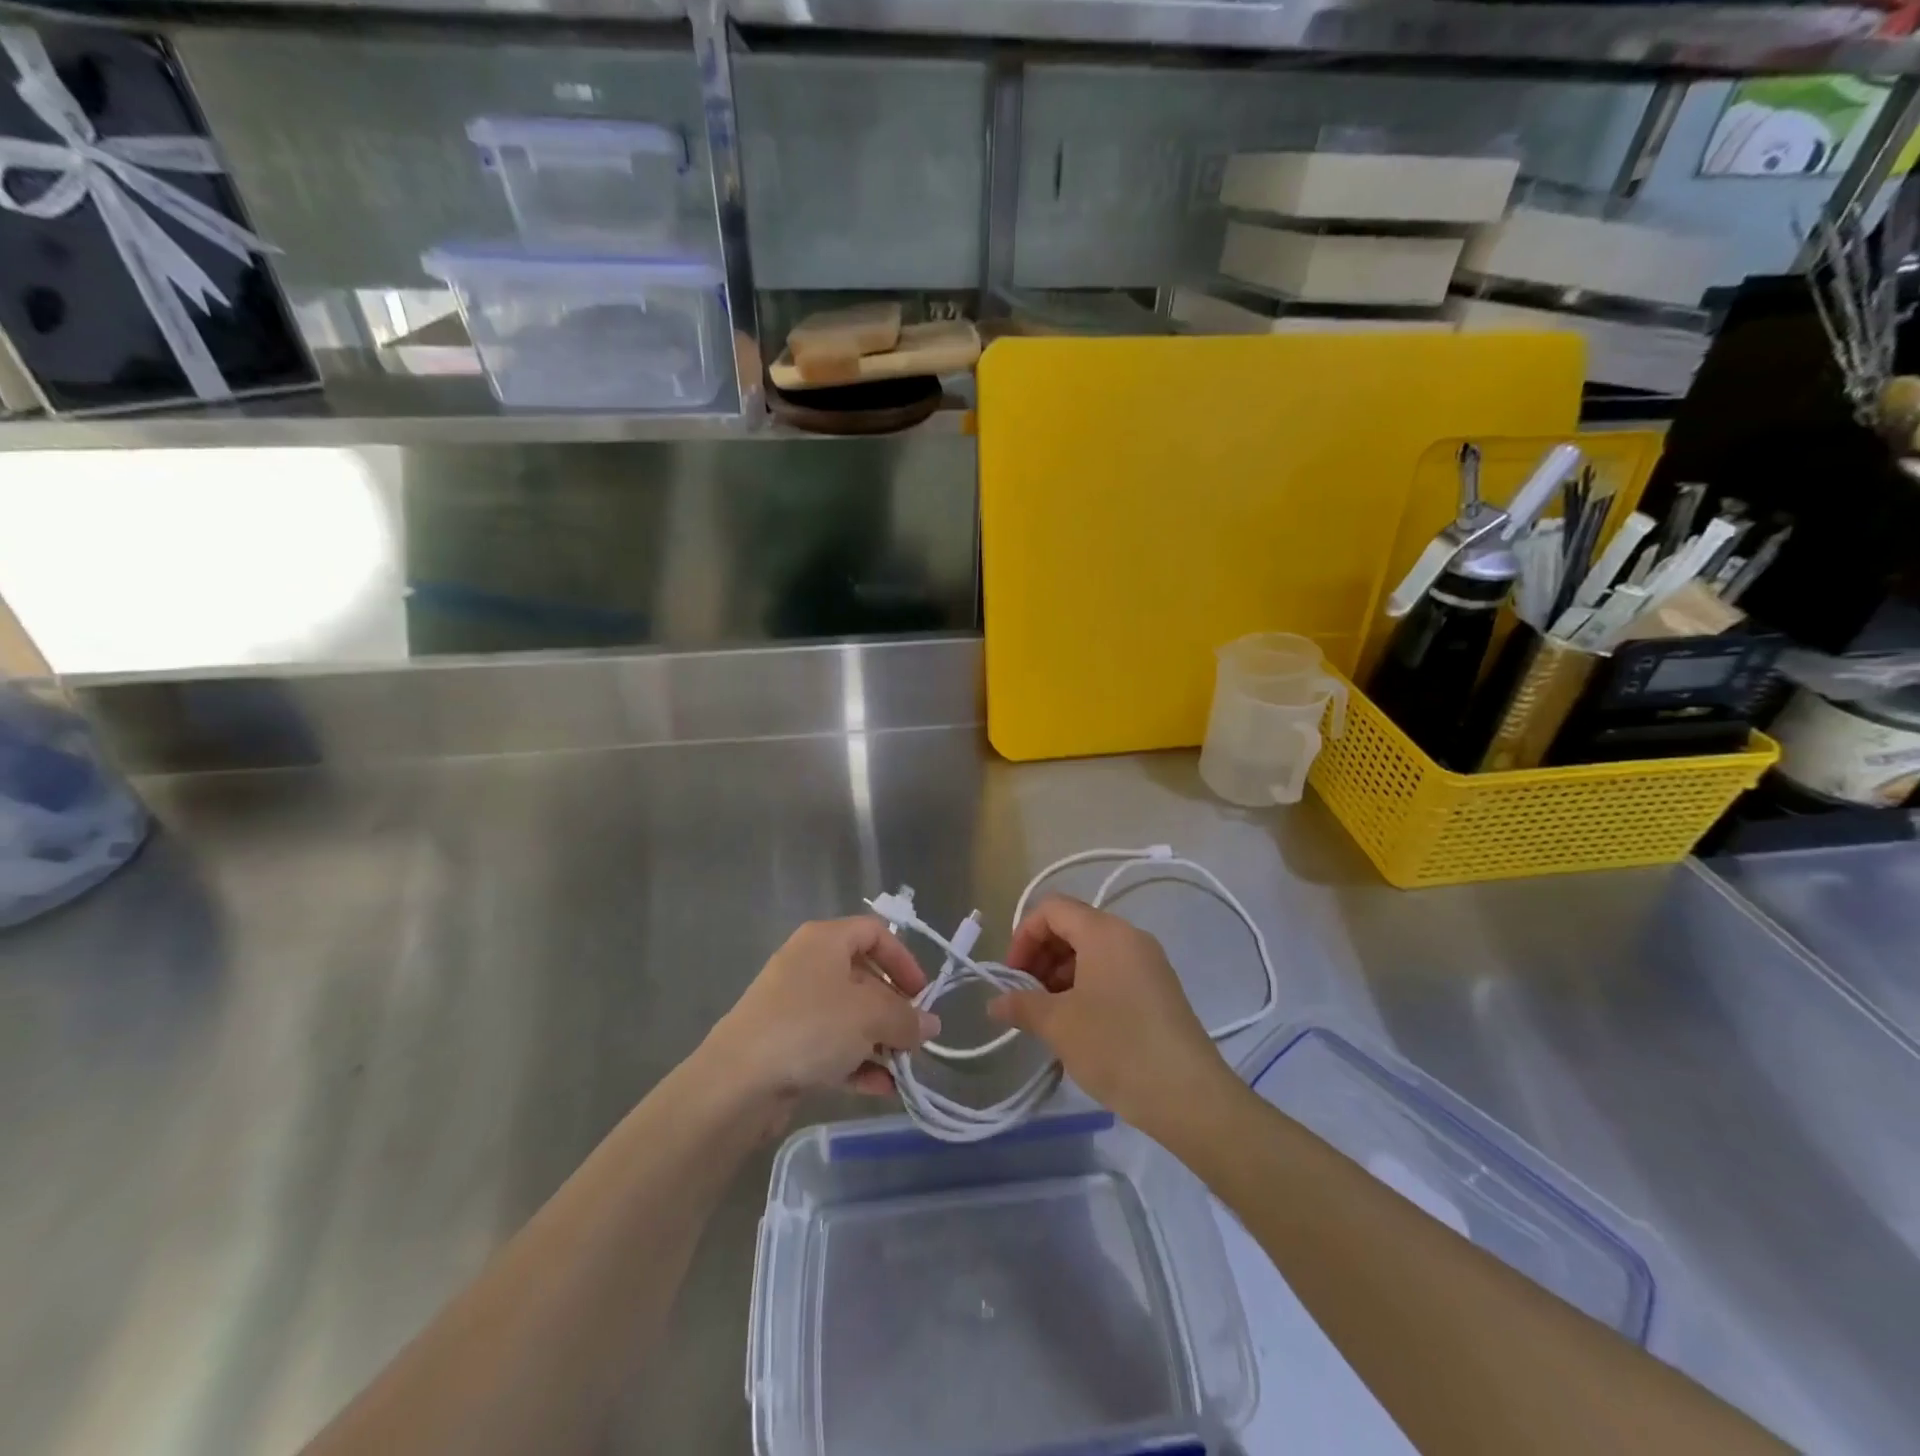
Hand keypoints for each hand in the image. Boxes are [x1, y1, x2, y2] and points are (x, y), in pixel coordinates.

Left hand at [704, 917, 939, 1108]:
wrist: (737, 1081)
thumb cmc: (810, 1027)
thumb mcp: (869, 1017)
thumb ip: (906, 1018)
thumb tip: (931, 1024)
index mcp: (825, 940)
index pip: (874, 933)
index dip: (903, 959)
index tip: (922, 995)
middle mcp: (809, 965)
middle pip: (864, 977)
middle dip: (894, 1009)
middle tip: (916, 1038)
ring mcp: (794, 1006)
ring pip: (849, 1016)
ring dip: (880, 1041)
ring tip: (903, 1069)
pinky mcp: (786, 1044)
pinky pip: (831, 1045)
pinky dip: (857, 1062)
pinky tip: (881, 1088)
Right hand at [986, 896, 1231, 1131]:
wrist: (1189, 1095)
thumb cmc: (1117, 1047)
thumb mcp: (1059, 1025)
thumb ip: (1021, 1005)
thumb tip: (995, 1003)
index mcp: (1104, 932)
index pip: (1052, 909)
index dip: (1023, 935)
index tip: (1012, 975)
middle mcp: (1129, 936)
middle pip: (1073, 926)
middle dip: (1041, 955)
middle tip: (1025, 996)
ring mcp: (1148, 962)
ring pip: (1092, 950)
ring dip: (1061, 973)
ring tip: (1048, 1015)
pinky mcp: (1159, 989)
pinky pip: (1112, 970)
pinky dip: (1086, 985)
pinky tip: (1077, 1024)